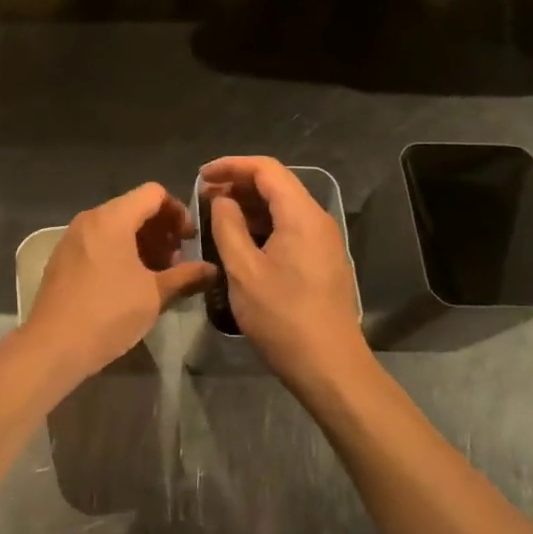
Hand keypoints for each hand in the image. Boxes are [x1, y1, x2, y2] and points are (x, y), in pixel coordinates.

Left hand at [21, 183, 216, 386]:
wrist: (53, 345)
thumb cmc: (108, 313)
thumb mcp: (154, 295)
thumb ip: (186, 277)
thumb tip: (212, 270)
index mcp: (113, 218)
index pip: (153, 193)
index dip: (177, 211)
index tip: (189, 240)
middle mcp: (90, 219)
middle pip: (133, 207)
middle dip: (160, 229)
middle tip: (176, 261)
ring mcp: (72, 237)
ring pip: (115, 225)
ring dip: (141, 242)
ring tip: (156, 274)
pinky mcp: (62, 256)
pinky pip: (98, 240)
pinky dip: (119, 250)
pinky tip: (129, 282)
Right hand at [201, 156, 367, 392]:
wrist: (330, 367)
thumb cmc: (283, 317)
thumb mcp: (243, 270)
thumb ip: (228, 226)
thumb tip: (221, 200)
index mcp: (301, 215)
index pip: (266, 169)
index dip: (231, 166)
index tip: (201, 176)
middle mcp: (317, 220)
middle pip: (276, 184)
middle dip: (238, 184)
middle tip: (203, 197)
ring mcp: (323, 241)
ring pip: (283, 207)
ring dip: (249, 205)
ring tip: (215, 216)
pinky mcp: (322, 260)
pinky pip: (289, 227)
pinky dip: (263, 224)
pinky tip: (240, 240)